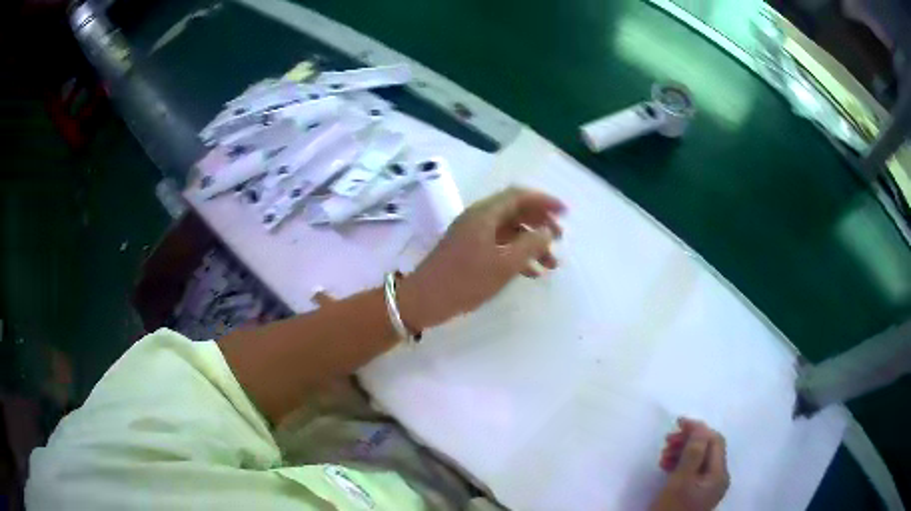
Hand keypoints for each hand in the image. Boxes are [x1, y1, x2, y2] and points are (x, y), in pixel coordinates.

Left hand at [398, 187, 564, 329]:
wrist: (423, 301)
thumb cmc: (464, 281)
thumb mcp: (503, 265)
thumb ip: (530, 245)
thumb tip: (547, 231)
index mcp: (485, 214)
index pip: (519, 195)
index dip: (544, 201)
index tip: (565, 213)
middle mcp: (478, 218)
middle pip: (515, 211)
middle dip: (540, 222)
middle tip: (560, 238)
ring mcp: (472, 235)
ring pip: (509, 231)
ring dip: (531, 243)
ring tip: (552, 264)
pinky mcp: (469, 251)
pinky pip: (499, 245)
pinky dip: (517, 255)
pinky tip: (532, 273)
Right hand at [650, 418, 729, 510]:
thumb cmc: (672, 508)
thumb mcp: (680, 481)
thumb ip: (693, 453)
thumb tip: (700, 427)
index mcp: (719, 474)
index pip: (715, 441)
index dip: (699, 429)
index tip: (678, 423)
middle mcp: (718, 478)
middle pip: (708, 449)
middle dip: (689, 441)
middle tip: (667, 440)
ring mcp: (708, 487)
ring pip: (699, 459)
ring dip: (683, 452)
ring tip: (663, 454)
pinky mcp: (697, 493)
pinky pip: (693, 471)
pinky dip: (681, 465)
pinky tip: (666, 466)